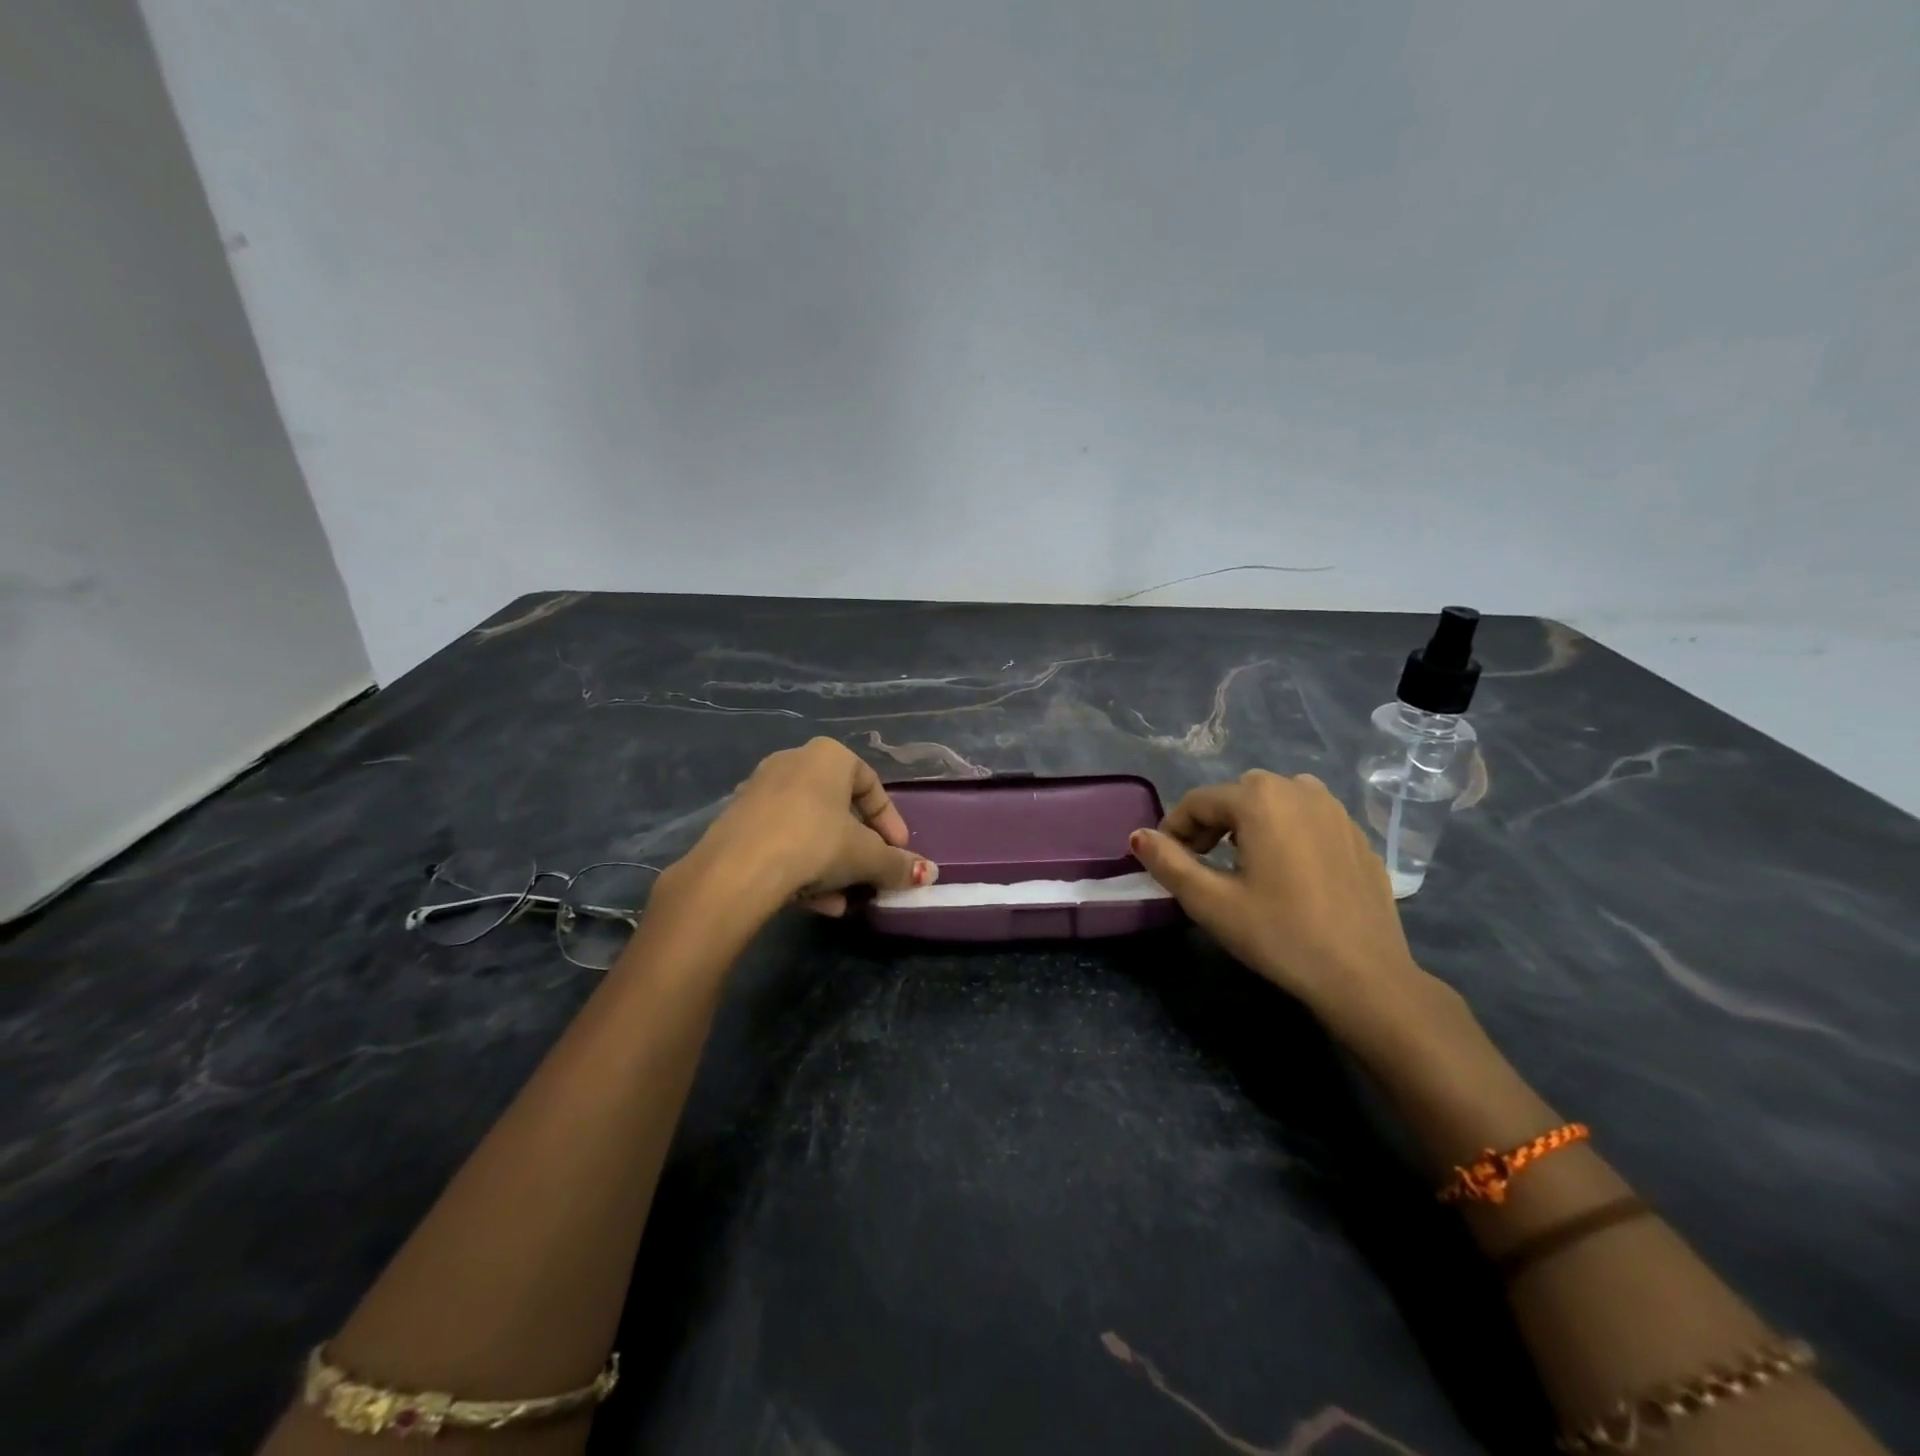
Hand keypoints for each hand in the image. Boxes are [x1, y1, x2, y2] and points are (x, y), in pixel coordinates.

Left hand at [675, 738, 937, 917]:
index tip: (899, 851)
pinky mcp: (736, 822)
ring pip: (809, 829)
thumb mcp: (866, 856)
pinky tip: (814, 903)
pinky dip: (801, 867)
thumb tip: (931, 874)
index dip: (890, 821)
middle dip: (858, 848)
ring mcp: (759, 791)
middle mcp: (792, 763)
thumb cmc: (815, 843)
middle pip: (838, 809)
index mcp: (828, 756)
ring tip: (844, 900)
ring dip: (831, 865)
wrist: (737, 869)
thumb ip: (898, 864)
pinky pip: (781, 841)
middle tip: (870, 875)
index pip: (871, 784)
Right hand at [1130, 770, 1447, 1037]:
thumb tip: (1138, 836)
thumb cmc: (1279, 934)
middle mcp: (1300, 790)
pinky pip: (1309, 820)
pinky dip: (1287, 834)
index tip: (1165, 861)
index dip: (1174, 829)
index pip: (1199, 802)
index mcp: (1260, 799)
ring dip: (1251, 823)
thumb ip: (1168, 862)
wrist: (1365, 976)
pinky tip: (1288, 875)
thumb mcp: (1210, 902)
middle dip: (1212, 823)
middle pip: (1238, 795)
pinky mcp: (1358, 836)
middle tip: (1201, 864)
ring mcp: (1336, 810)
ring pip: (1276, 802)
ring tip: (1244, 864)